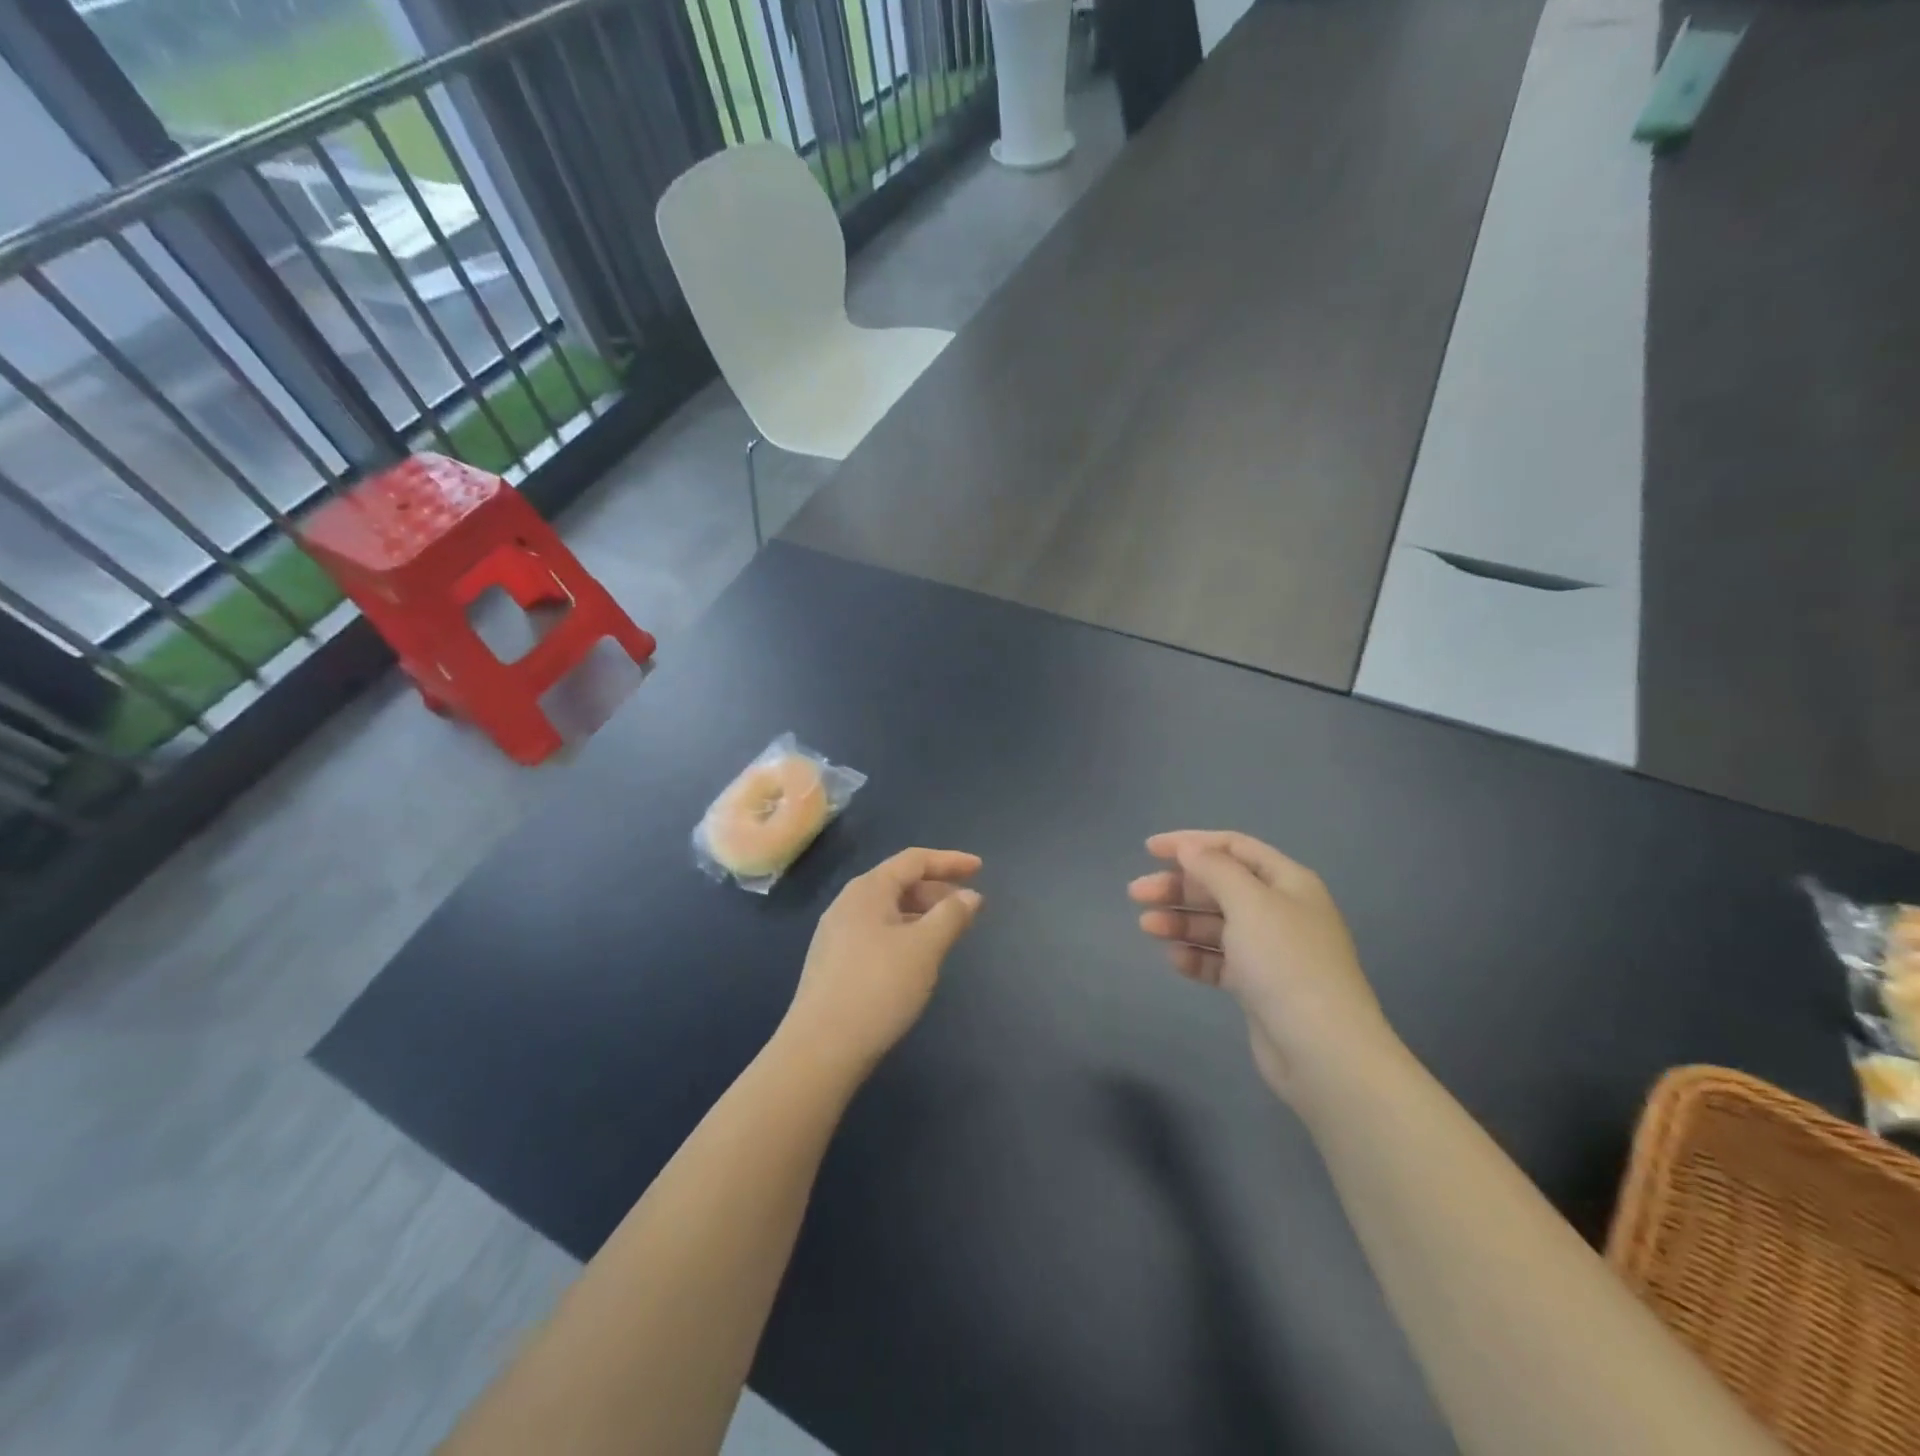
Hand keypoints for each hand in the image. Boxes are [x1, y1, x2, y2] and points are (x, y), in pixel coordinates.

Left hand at [782, 848, 983, 1077]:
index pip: (914, 860)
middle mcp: (847, 903)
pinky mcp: (833, 962)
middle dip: (936, 890)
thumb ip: (951, 916)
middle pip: (899, 882)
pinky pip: (876, 932)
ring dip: (921, 914)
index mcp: (868, 890)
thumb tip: (970, 895)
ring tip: (946, 933)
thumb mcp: (924, 948)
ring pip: (887, 910)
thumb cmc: (878, 987)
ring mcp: (836, 934)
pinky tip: (915, 958)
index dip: (949, 861)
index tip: (980, 868)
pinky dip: (904, 933)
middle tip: (967, 907)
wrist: (821, 1048)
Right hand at [1129, 830, 1397, 1102]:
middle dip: (1178, 887)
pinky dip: (1196, 956)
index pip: (1233, 847)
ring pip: (1216, 924)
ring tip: (1146, 927)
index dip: (1191, 843)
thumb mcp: (1249, 903)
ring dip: (1181, 921)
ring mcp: (1271, 951)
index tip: (1149, 850)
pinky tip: (1175, 959)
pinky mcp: (1259, 987)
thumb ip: (1215, 869)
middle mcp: (1281, 911)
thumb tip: (1189, 847)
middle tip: (1137, 894)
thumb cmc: (1285, 962)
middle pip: (1220, 886)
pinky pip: (1220, 961)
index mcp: (1288, 882)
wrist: (1322, 1050)